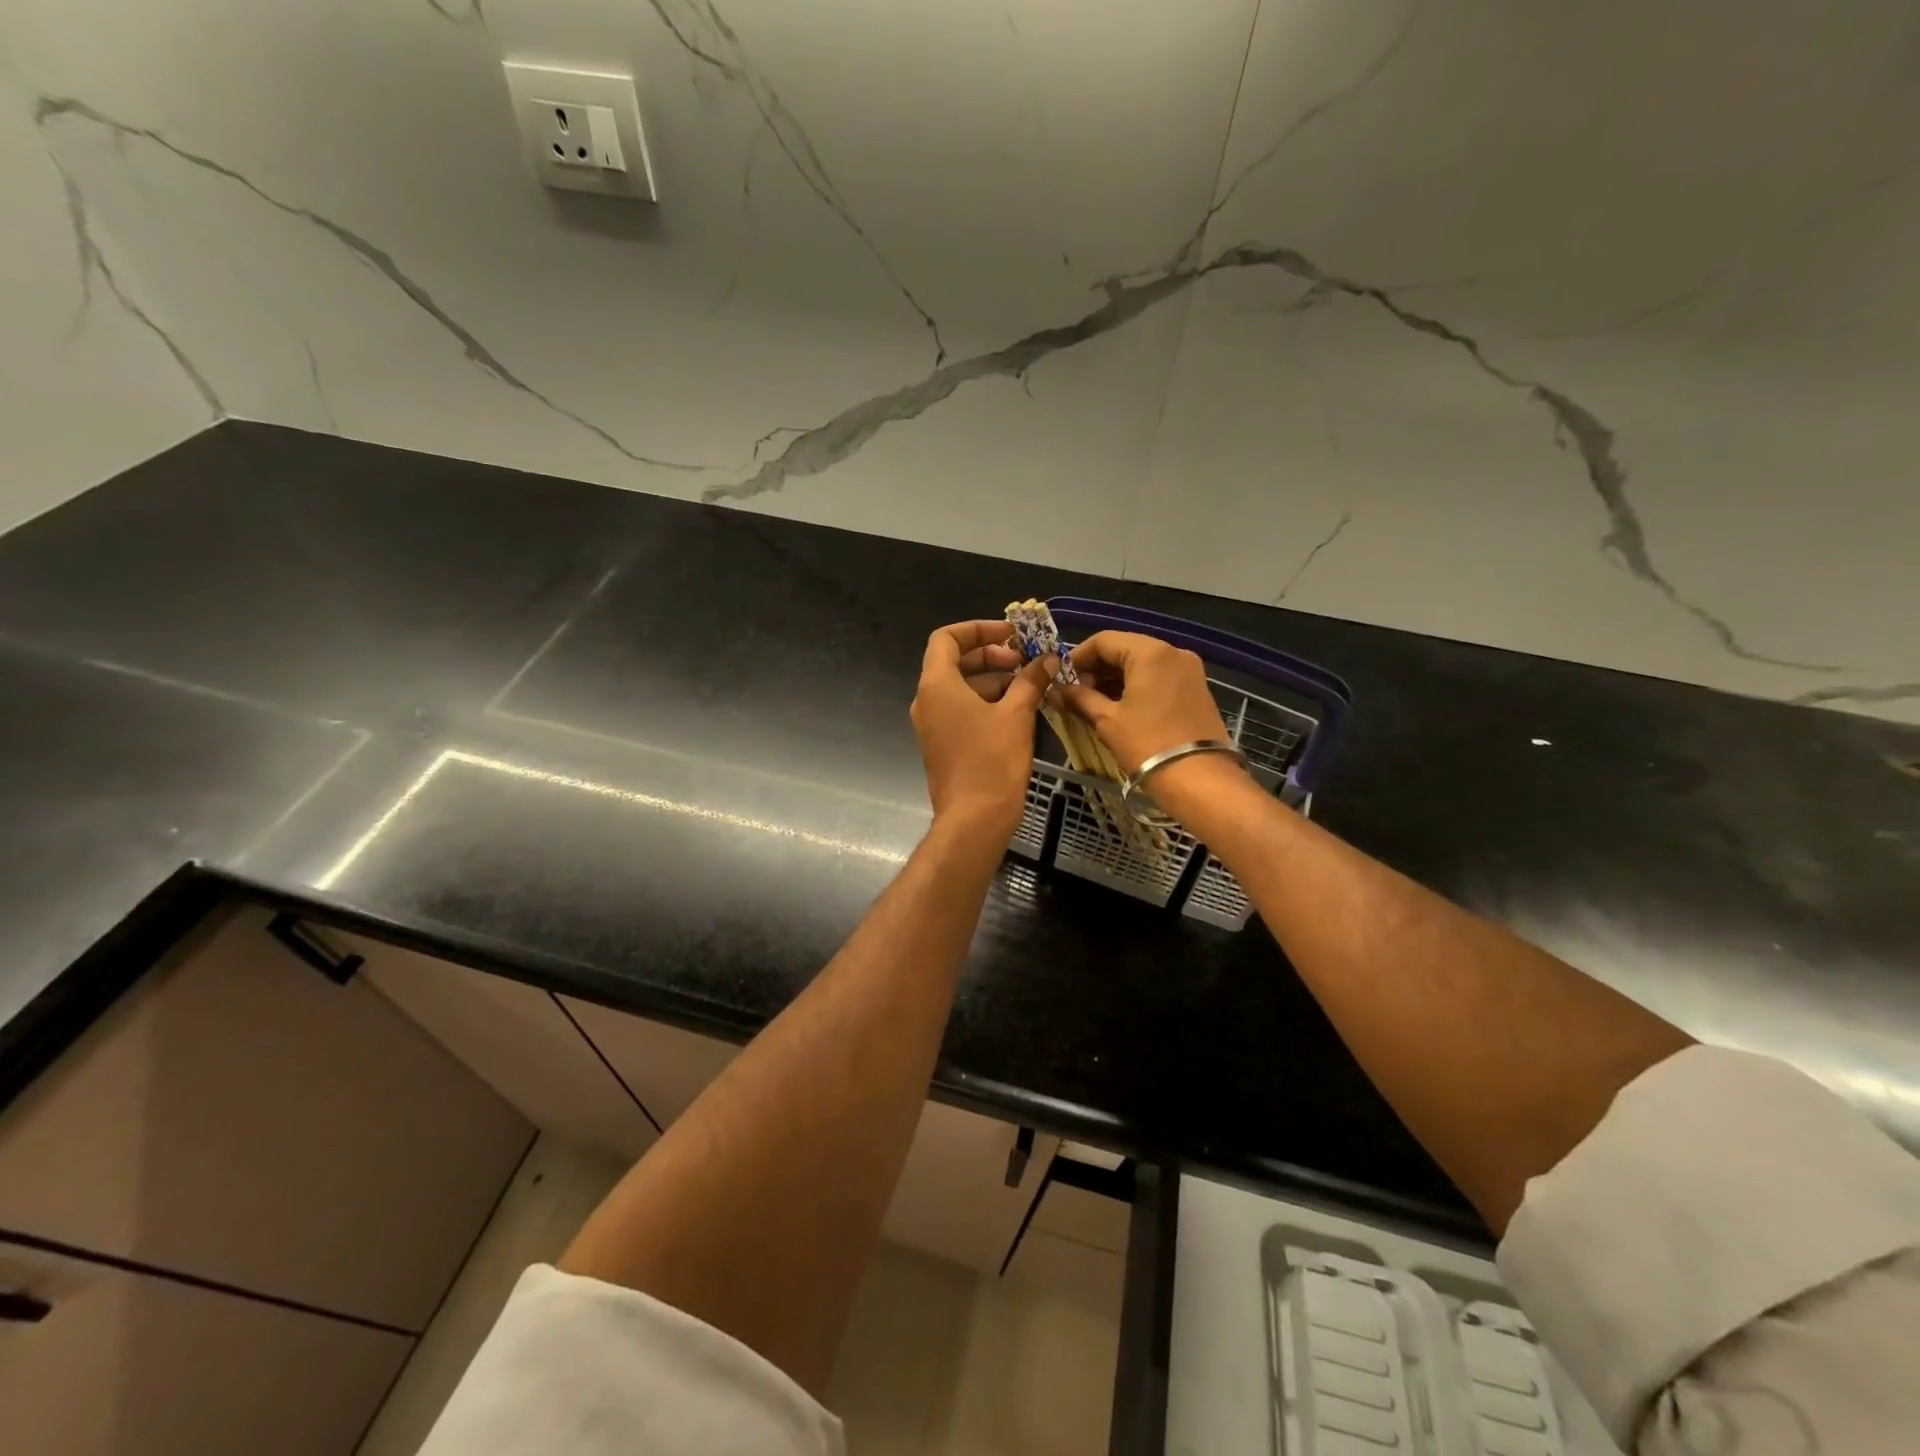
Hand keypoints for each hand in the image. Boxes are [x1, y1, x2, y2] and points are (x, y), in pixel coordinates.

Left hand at [911, 620, 1051, 839]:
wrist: (973, 820)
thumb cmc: (992, 762)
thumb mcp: (1016, 715)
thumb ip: (1030, 680)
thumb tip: (1047, 659)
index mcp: (937, 685)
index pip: (947, 638)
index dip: (979, 629)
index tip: (1011, 635)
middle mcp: (927, 700)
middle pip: (955, 661)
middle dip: (992, 655)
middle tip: (1026, 660)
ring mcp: (932, 724)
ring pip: (961, 687)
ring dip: (994, 679)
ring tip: (1030, 684)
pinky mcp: (942, 744)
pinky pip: (961, 710)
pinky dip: (986, 702)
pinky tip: (1019, 709)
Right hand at [1059, 631, 1234, 775]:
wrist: (1200, 780)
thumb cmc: (1147, 745)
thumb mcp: (1107, 721)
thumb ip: (1080, 698)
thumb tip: (1057, 690)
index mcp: (1150, 652)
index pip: (1104, 640)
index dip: (1077, 657)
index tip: (1060, 678)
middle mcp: (1173, 652)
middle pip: (1125, 649)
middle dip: (1096, 668)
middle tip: (1075, 693)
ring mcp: (1189, 670)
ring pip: (1142, 664)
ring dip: (1115, 679)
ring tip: (1093, 703)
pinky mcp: (1196, 689)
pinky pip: (1159, 677)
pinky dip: (1136, 686)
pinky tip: (1119, 707)